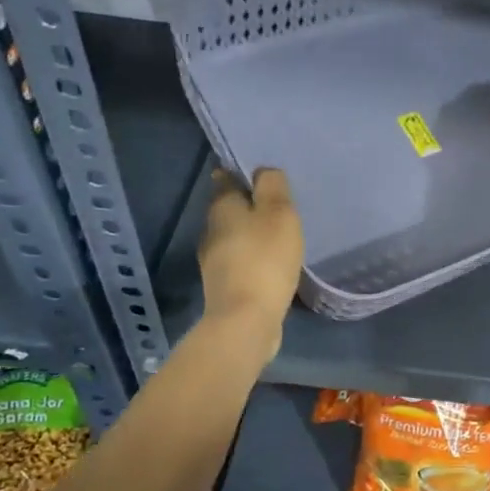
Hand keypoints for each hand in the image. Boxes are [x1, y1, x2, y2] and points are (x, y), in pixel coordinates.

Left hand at [198, 167, 303, 361]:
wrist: (246, 320)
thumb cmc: (265, 259)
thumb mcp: (278, 213)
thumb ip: (272, 187)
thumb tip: (263, 170)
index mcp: (222, 208)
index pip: (225, 179)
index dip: (240, 173)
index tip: (260, 174)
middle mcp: (211, 231)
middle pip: (229, 210)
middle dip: (249, 205)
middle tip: (277, 205)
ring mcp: (214, 262)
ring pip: (234, 237)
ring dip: (252, 234)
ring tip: (279, 234)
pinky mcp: (224, 287)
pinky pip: (241, 262)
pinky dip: (254, 259)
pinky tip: (272, 264)